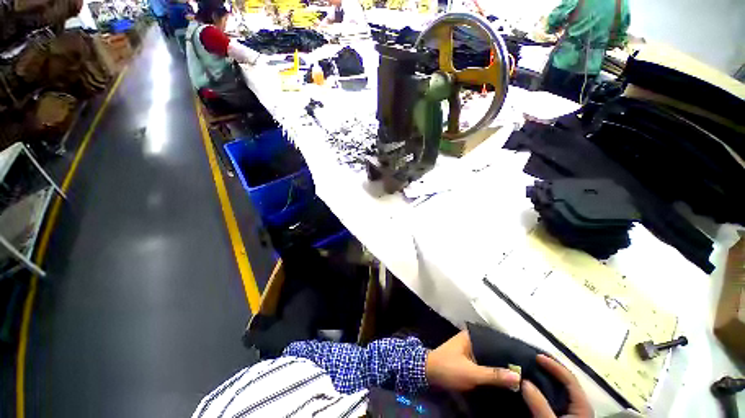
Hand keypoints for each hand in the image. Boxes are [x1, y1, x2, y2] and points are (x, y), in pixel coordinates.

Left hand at [425, 330, 520, 391]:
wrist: (428, 373)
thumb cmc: (448, 368)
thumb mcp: (471, 373)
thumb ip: (493, 375)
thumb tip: (519, 376)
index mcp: (471, 336)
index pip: (495, 339)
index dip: (509, 348)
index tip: (526, 357)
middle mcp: (471, 340)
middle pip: (493, 348)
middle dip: (507, 358)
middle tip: (527, 368)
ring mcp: (469, 349)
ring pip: (489, 356)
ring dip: (500, 364)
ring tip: (522, 372)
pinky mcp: (468, 359)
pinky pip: (484, 362)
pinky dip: (493, 369)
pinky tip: (505, 377)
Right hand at [521, 355, 592, 417]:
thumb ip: (540, 405)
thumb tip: (523, 381)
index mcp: (582, 405)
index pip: (569, 379)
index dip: (553, 365)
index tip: (536, 356)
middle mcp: (579, 405)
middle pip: (566, 381)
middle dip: (549, 368)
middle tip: (531, 360)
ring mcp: (572, 411)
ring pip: (560, 389)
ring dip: (546, 377)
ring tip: (531, 369)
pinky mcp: (564, 416)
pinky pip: (555, 396)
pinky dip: (545, 388)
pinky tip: (534, 386)